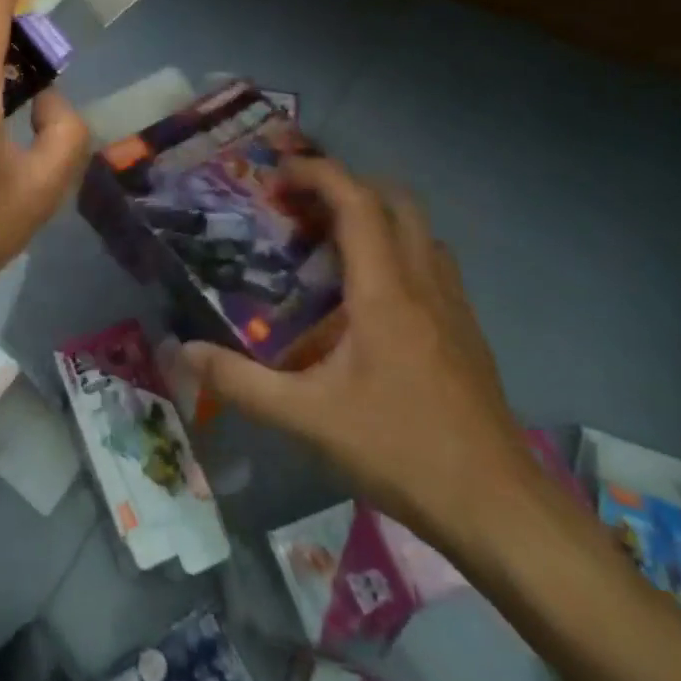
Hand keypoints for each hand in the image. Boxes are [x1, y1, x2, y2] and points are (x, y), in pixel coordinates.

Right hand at [181, 158, 537, 558]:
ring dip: (377, 216)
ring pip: (420, 229)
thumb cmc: (400, 449)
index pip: (357, 203)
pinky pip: (432, 262)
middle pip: (396, 200)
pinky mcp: (468, 329)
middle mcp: (424, 282)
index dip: (318, 174)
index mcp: (385, 291)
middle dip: (347, 186)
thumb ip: (240, 382)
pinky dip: (398, 248)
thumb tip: (182, 351)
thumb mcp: (307, 418)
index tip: (278, 174)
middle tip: (302, 206)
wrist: (497, 506)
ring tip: (331, 242)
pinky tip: (372, 295)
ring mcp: (454, 304)